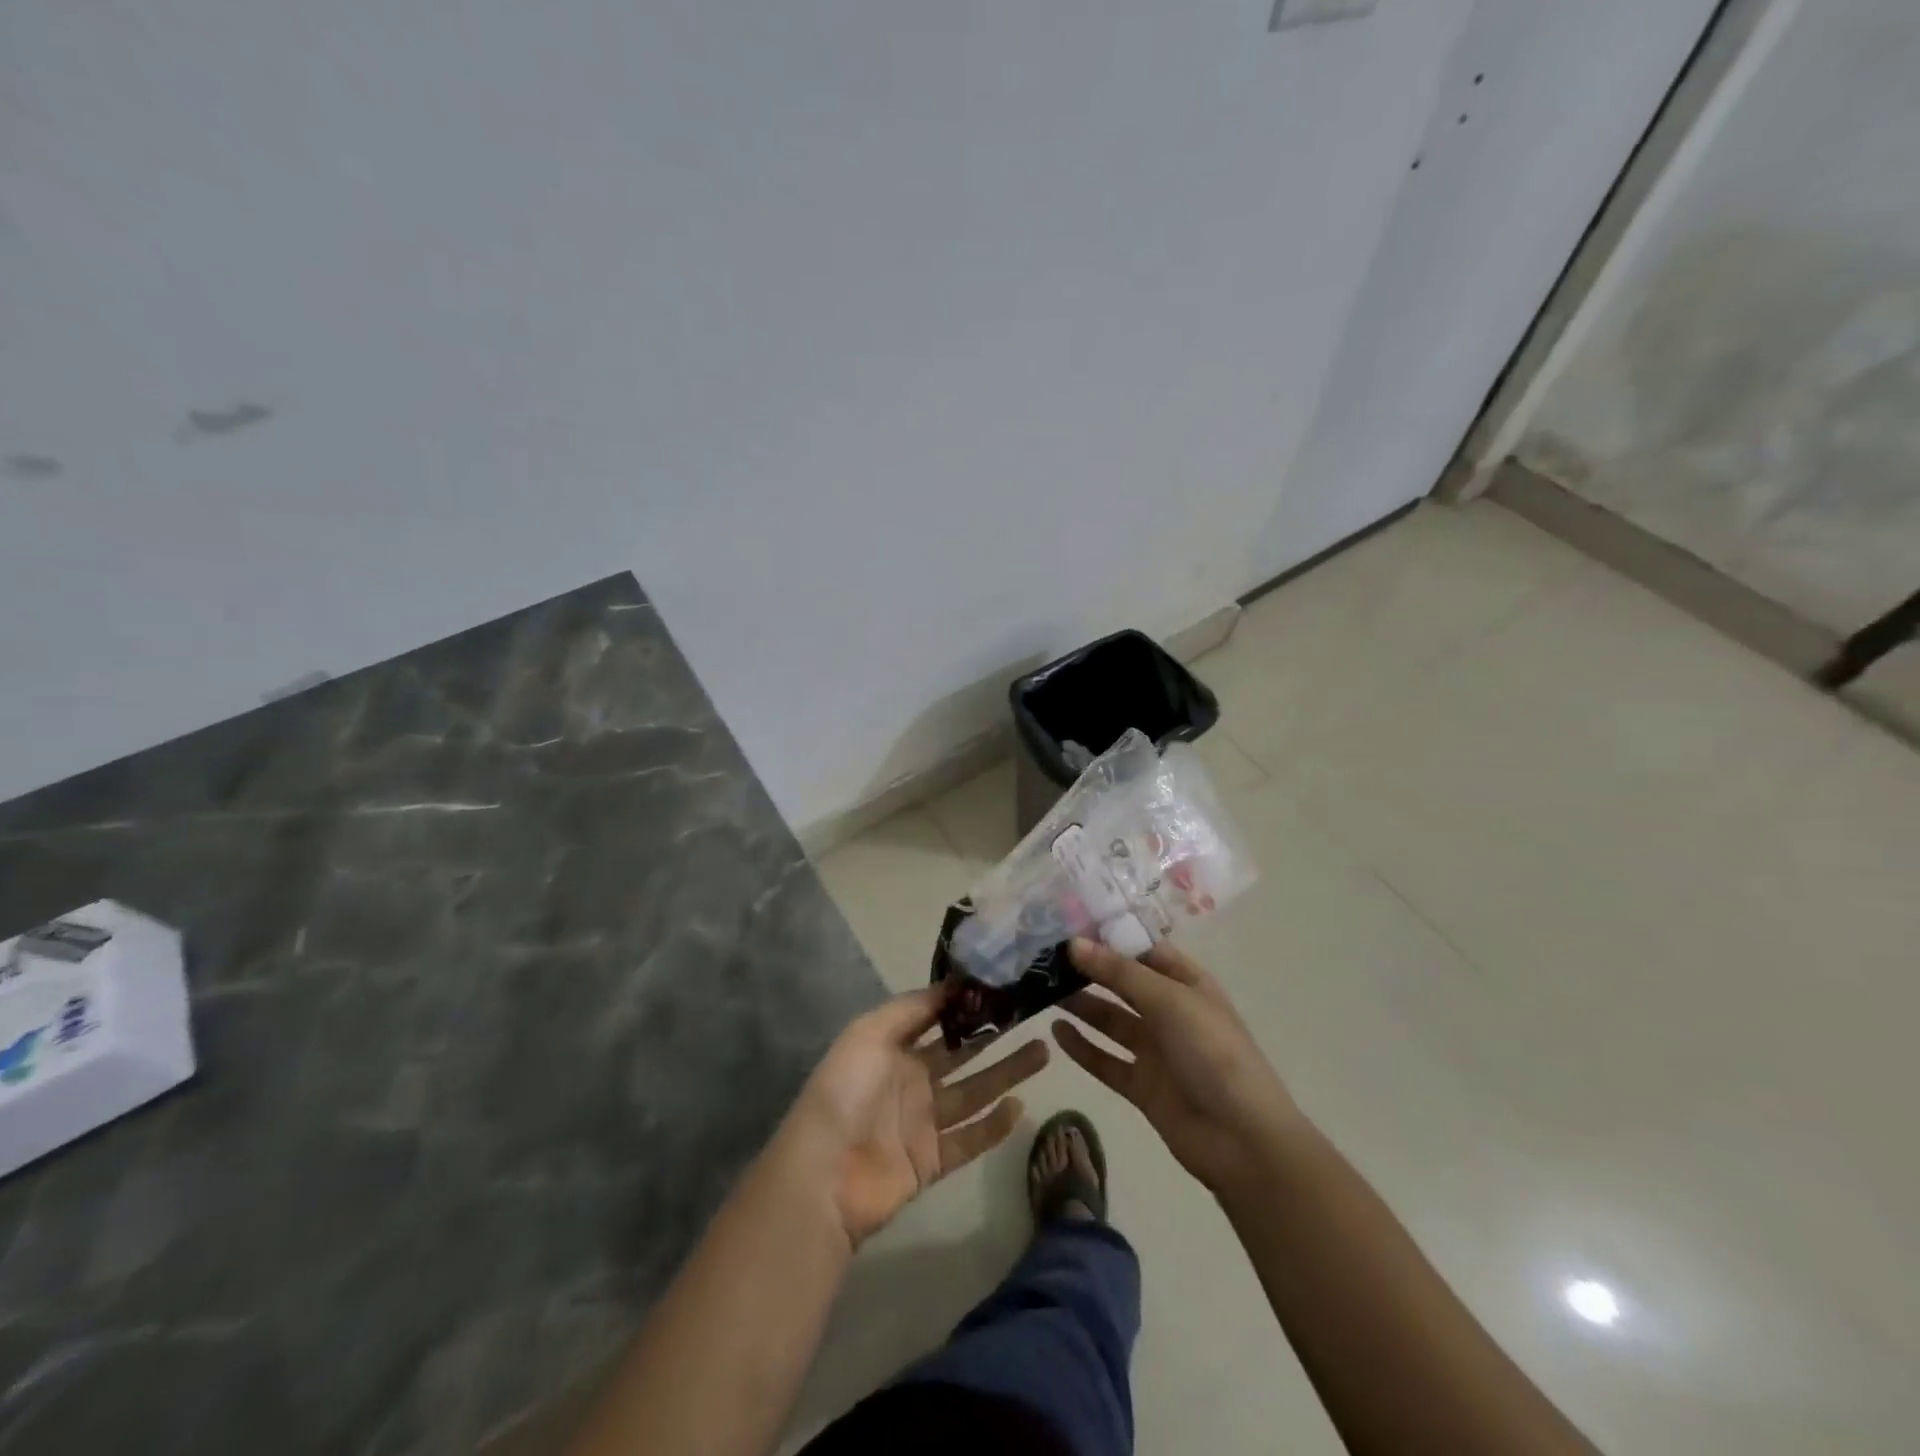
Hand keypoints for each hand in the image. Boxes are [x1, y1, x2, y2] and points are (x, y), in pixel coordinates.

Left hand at [781, 987, 1048, 1249]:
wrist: (824, 1175)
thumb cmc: (846, 1091)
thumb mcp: (870, 1032)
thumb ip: (912, 1008)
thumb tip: (953, 983)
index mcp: (892, 1047)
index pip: (936, 1018)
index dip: (965, 1003)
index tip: (1002, 985)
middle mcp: (910, 1080)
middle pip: (961, 1054)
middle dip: (994, 1036)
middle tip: (1032, 1017)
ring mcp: (922, 1122)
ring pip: (973, 1092)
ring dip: (1006, 1074)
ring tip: (1043, 1052)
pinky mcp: (932, 1161)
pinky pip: (970, 1139)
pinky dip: (994, 1126)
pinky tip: (1020, 1107)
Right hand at [1052, 937, 1298, 1194]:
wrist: (1242, 1140)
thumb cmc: (1212, 1053)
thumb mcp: (1168, 1001)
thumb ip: (1118, 973)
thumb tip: (1072, 944)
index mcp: (1187, 983)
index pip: (1143, 949)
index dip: (1109, 936)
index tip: (1067, 923)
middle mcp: (1170, 1011)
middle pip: (1123, 983)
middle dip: (1089, 969)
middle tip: (1044, 956)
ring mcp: (1156, 1050)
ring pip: (1110, 1020)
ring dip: (1081, 1005)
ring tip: (1041, 988)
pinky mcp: (1142, 1085)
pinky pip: (1105, 1060)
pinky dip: (1082, 1047)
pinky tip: (1055, 1032)